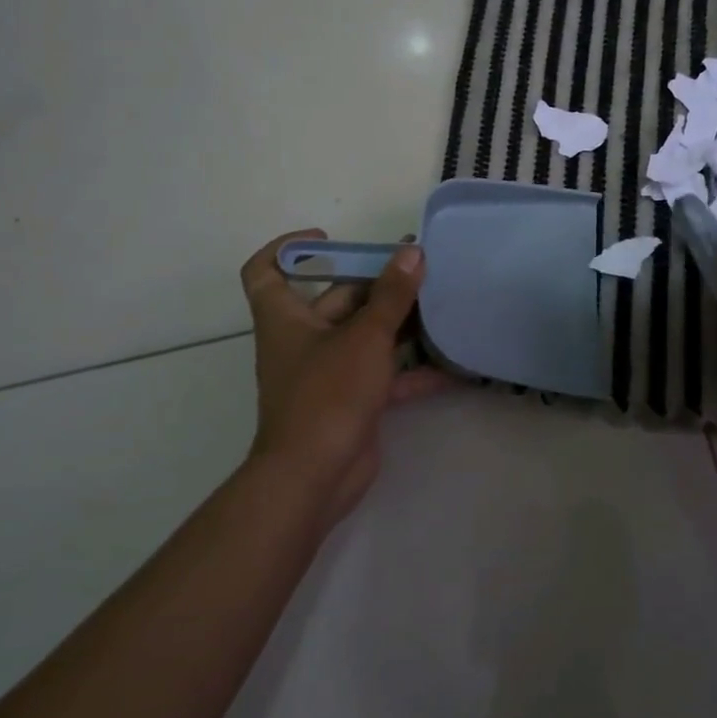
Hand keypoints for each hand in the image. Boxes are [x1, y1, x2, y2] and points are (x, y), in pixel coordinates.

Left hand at [240, 229, 449, 526]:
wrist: (314, 479)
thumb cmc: (328, 394)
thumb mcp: (364, 337)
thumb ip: (391, 295)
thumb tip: (412, 253)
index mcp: (286, 318)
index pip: (266, 270)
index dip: (289, 248)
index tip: (328, 238)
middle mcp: (303, 340)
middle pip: (336, 299)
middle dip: (376, 283)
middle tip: (419, 267)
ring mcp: (327, 373)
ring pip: (364, 336)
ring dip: (399, 323)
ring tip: (439, 304)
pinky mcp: (351, 401)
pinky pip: (383, 376)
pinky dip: (412, 370)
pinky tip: (450, 364)